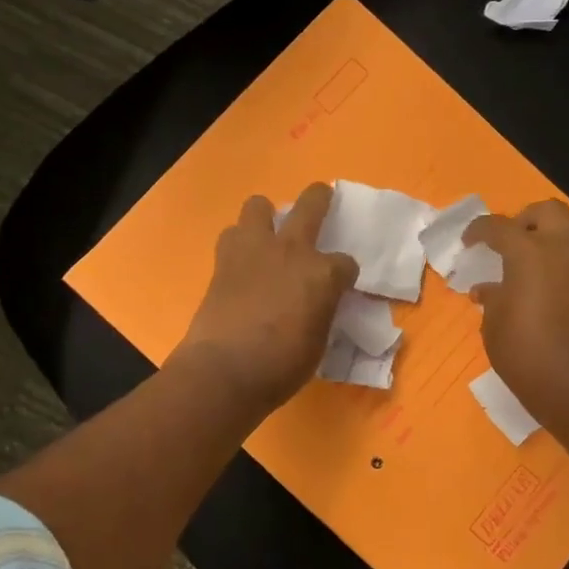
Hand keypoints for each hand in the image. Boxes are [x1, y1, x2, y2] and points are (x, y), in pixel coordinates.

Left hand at [170, 183, 357, 416]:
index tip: (341, 285)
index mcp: (323, 274)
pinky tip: (242, 262)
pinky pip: (232, 235)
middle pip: (310, 205)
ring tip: (266, 235)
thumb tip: (317, 305)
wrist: (224, 369)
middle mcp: (291, 250)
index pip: (346, 263)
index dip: (344, 274)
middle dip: (319, 198)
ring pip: (258, 205)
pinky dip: (239, 244)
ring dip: (265, 217)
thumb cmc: (281, 366)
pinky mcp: (222, 261)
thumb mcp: (318, 341)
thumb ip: (321, 311)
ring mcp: (254, 250)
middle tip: (322, 198)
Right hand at [464, 200, 568, 430]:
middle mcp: (562, 250)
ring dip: (543, 240)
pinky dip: (554, 263)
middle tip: (505, 241)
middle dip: (524, 220)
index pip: (499, 226)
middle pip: (547, 211)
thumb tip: (488, 289)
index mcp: (530, 252)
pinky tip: (534, 289)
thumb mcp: (494, 325)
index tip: (467, 242)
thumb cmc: (525, 352)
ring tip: (518, 266)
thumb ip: (492, 298)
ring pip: (566, 233)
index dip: (478, 230)